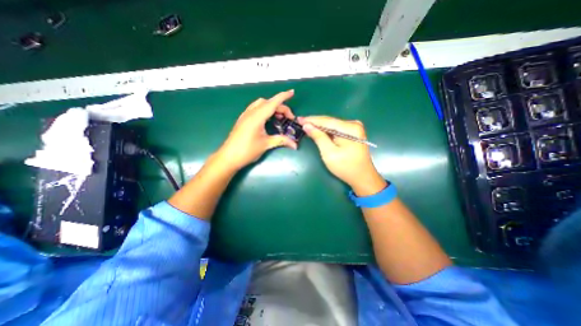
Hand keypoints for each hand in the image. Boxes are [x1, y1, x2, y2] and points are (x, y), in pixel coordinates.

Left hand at [218, 89, 298, 170]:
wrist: (228, 157)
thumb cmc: (247, 151)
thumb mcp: (266, 145)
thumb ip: (281, 141)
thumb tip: (295, 145)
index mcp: (257, 117)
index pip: (273, 103)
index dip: (283, 97)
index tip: (292, 92)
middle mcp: (250, 113)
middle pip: (268, 103)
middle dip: (280, 107)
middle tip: (288, 118)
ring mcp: (245, 116)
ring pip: (260, 104)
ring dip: (271, 107)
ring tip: (279, 117)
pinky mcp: (243, 120)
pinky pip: (255, 109)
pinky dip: (264, 110)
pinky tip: (267, 120)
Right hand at [299, 116, 384, 195]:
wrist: (362, 177)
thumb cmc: (345, 167)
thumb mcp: (329, 153)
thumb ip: (318, 137)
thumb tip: (307, 126)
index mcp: (350, 128)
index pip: (327, 121)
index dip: (311, 120)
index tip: (299, 119)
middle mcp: (353, 125)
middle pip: (330, 121)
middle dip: (315, 122)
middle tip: (300, 122)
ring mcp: (354, 129)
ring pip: (332, 125)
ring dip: (319, 127)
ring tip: (306, 125)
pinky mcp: (353, 134)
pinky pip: (336, 130)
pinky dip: (326, 131)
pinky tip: (317, 131)